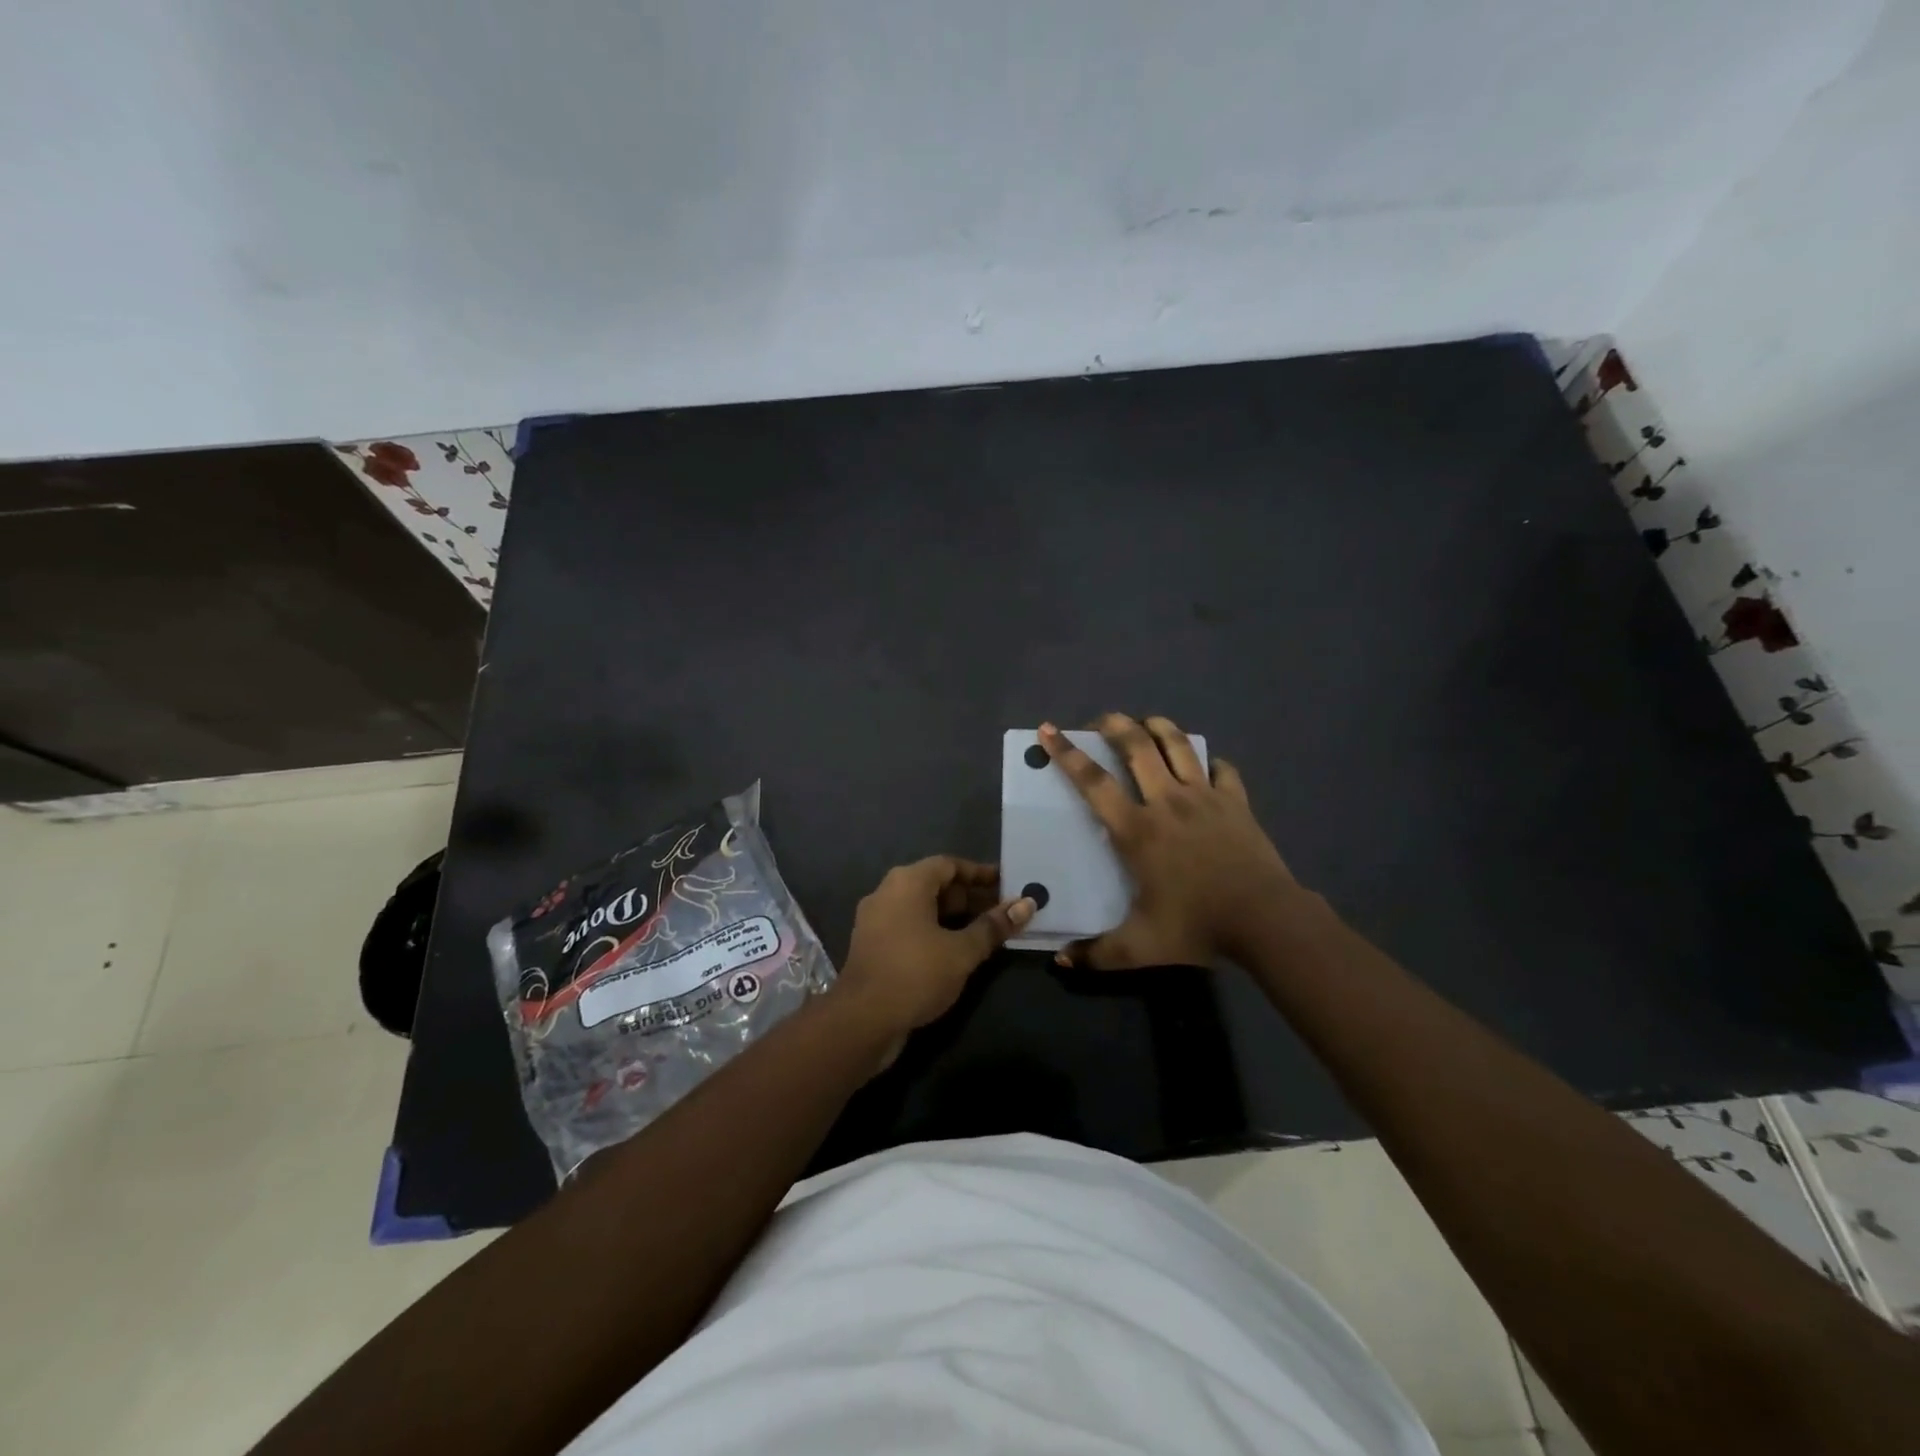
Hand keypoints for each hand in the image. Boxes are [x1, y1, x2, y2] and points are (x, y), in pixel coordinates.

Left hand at [837, 857, 1035, 1037]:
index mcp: (907, 882)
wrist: (861, 1021)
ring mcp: (876, 920)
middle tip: (1004, 912)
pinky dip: (935, 932)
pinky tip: (958, 952)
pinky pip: (910, 927)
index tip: (1008, 884)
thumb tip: (1026, 904)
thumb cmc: (915, 974)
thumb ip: (993, 926)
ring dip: (955, 917)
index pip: (949, 864)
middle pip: (935, 885)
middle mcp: (887, 892)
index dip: (980, 873)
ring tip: (988, 933)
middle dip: (971, 897)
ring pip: (923, 908)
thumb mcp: (962, 951)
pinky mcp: (873, 946)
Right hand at [1039, 714, 1299, 968]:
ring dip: (1159, 727)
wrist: (1265, 919)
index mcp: (1137, 830)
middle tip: (1102, 720)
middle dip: (1115, 725)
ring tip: (1146, 722)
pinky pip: (1222, 770)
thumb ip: (1098, 953)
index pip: (1093, 782)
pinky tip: (1206, 765)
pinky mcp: (1236, 802)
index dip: (1068, 754)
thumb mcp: (1140, 947)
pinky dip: (1210, 762)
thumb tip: (1062, 960)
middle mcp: (1167, 801)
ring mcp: (1205, 797)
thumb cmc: (1197, 926)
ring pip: (1178, 745)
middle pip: (1137, 746)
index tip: (1050, 730)